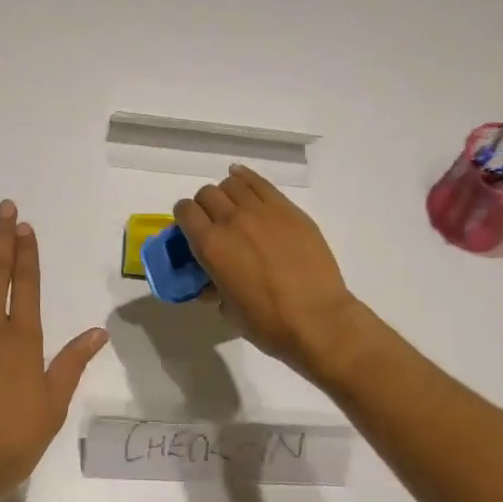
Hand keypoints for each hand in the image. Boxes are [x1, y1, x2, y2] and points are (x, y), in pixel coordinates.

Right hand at [174, 165, 365, 378]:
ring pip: (233, 184)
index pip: (185, 211)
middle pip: (207, 194)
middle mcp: (231, 220)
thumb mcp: (228, 310)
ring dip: (227, 193)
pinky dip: (246, 178)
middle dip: (205, 206)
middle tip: (214, 222)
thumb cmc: (268, 323)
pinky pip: (261, 183)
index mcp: (210, 245)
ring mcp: (262, 211)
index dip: (184, 217)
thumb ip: (214, 289)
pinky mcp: (288, 210)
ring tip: (234, 207)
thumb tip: (211, 285)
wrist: (318, 320)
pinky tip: (243, 180)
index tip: (189, 228)